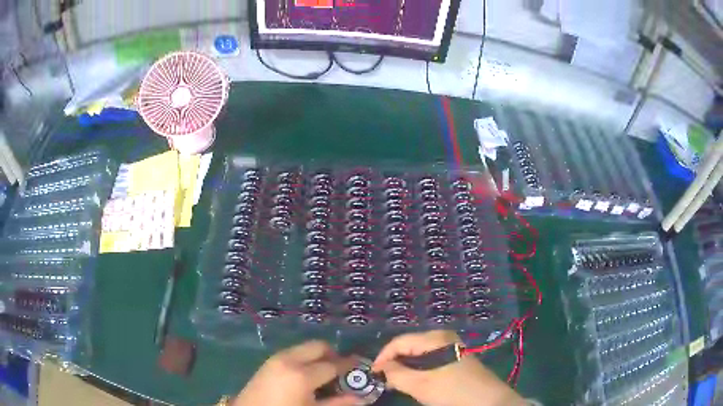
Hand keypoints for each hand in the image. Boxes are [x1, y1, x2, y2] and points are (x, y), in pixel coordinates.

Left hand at [233, 340, 357, 405]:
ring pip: (305, 348)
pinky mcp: (268, 361)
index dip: (349, 365)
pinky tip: (306, 376)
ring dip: (318, 357)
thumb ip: (338, 403)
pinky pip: (293, 353)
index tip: (360, 366)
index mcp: (302, 375)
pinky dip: (305, 359)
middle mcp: (289, 360)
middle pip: (318, 346)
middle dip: (333, 355)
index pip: (333, 364)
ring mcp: (276, 358)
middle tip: (341, 370)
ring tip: (324, 374)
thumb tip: (361, 397)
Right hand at [373, 330, 525, 405]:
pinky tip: (415, 382)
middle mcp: (442, 337)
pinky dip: (417, 370)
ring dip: (405, 368)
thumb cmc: (452, 390)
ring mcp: (451, 347)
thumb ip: (396, 374)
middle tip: (384, 380)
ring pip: (418, 354)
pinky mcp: (455, 358)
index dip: (382, 357)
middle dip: (394, 363)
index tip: (373, 374)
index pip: (399, 341)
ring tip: (396, 383)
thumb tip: (381, 368)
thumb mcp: (419, 384)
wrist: (487, 400)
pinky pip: (429, 360)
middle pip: (409, 346)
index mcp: (435, 337)